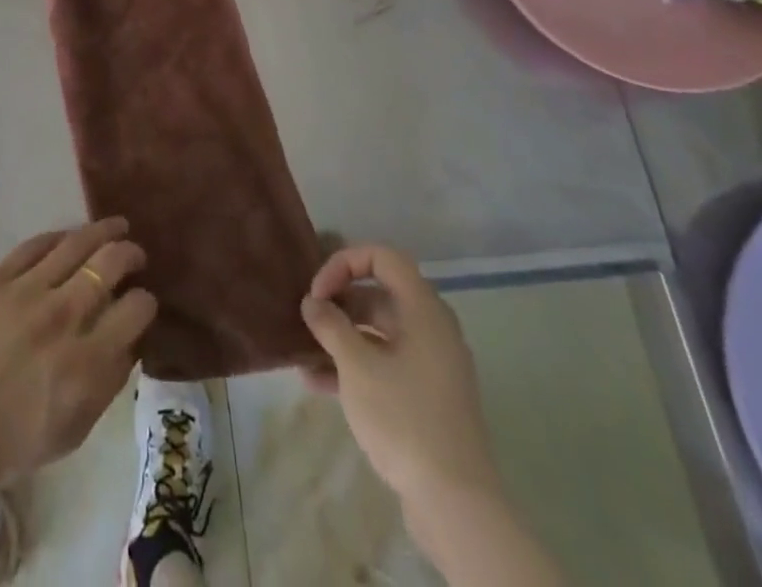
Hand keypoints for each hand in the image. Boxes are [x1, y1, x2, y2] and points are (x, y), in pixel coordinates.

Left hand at [0, 218, 156, 505]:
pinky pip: (36, 244)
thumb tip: (131, 338)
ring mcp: (26, 292)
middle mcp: (61, 318)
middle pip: (110, 263)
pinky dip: (59, 237)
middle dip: (131, 253)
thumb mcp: (75, 430)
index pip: (135, 309)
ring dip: (103, 230)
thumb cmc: (13, 442)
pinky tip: (70, 238)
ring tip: (116, 226)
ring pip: (76, 242)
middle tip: (136, 255)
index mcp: (84, 363)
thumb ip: (109, 382)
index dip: (146, 302)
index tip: (143, 302)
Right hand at [299, 243, 498, 502]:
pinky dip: (356, 366)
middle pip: (379, 295)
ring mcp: (431, 364)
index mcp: (423, 309)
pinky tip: (319, 385)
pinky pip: (386, 363)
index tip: (318, 292)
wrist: (456, 503)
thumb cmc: (405, 417)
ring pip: (379, 333)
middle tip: (308, 321)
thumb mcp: (357, 366)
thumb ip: (331, 326)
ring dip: (342, 338)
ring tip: (305, 354)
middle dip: (339, 303)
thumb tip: (313, 302)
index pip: (383, 257)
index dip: (345, 264)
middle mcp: (431, 328)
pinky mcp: (427, 396)